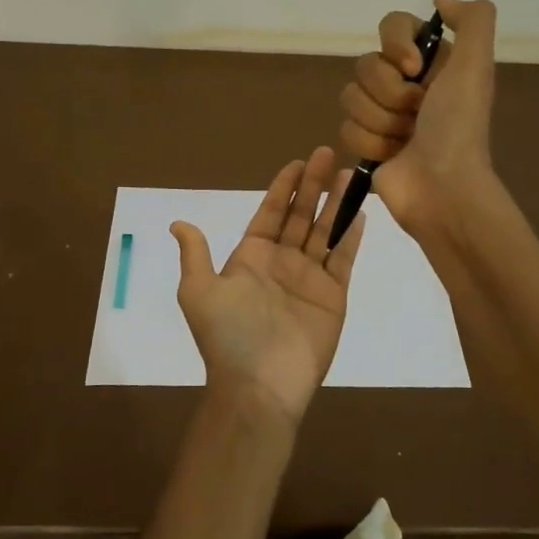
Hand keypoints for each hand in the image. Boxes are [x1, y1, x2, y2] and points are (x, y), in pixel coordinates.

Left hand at [171, 147, 366, 425]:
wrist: (260, 385)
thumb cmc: (228, 335)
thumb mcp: (199, 291)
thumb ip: (195, 254)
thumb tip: (177, 223)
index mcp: (251, 258)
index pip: (270, 213)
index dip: (284, 188)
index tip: (298, 162)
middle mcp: (282, 262)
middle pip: (301, 215)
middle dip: (314, 185)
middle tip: (328, 153)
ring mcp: (309, 278)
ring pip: (326, 231)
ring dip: (337, 203)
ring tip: (351, 174)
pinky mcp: (333, 295)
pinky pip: (344, 258)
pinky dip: (352, 235)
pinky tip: (360, 211)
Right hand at [339, 0, 498, 239]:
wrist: (443, 188)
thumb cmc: (458, 127)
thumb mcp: (476, 66)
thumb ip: (472, 20)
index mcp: (433, 61)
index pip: (392, 25)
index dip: (396, 45)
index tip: (414, 68)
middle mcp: (406, 82)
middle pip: (366, 64)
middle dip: (389, 93)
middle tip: (416, 114)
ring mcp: (384, 113)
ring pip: (350, 96)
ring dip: (380, 121)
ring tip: (405, 139)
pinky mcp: (366, 142)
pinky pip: (345, 127)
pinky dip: (370, 143)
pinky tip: (392, 155)